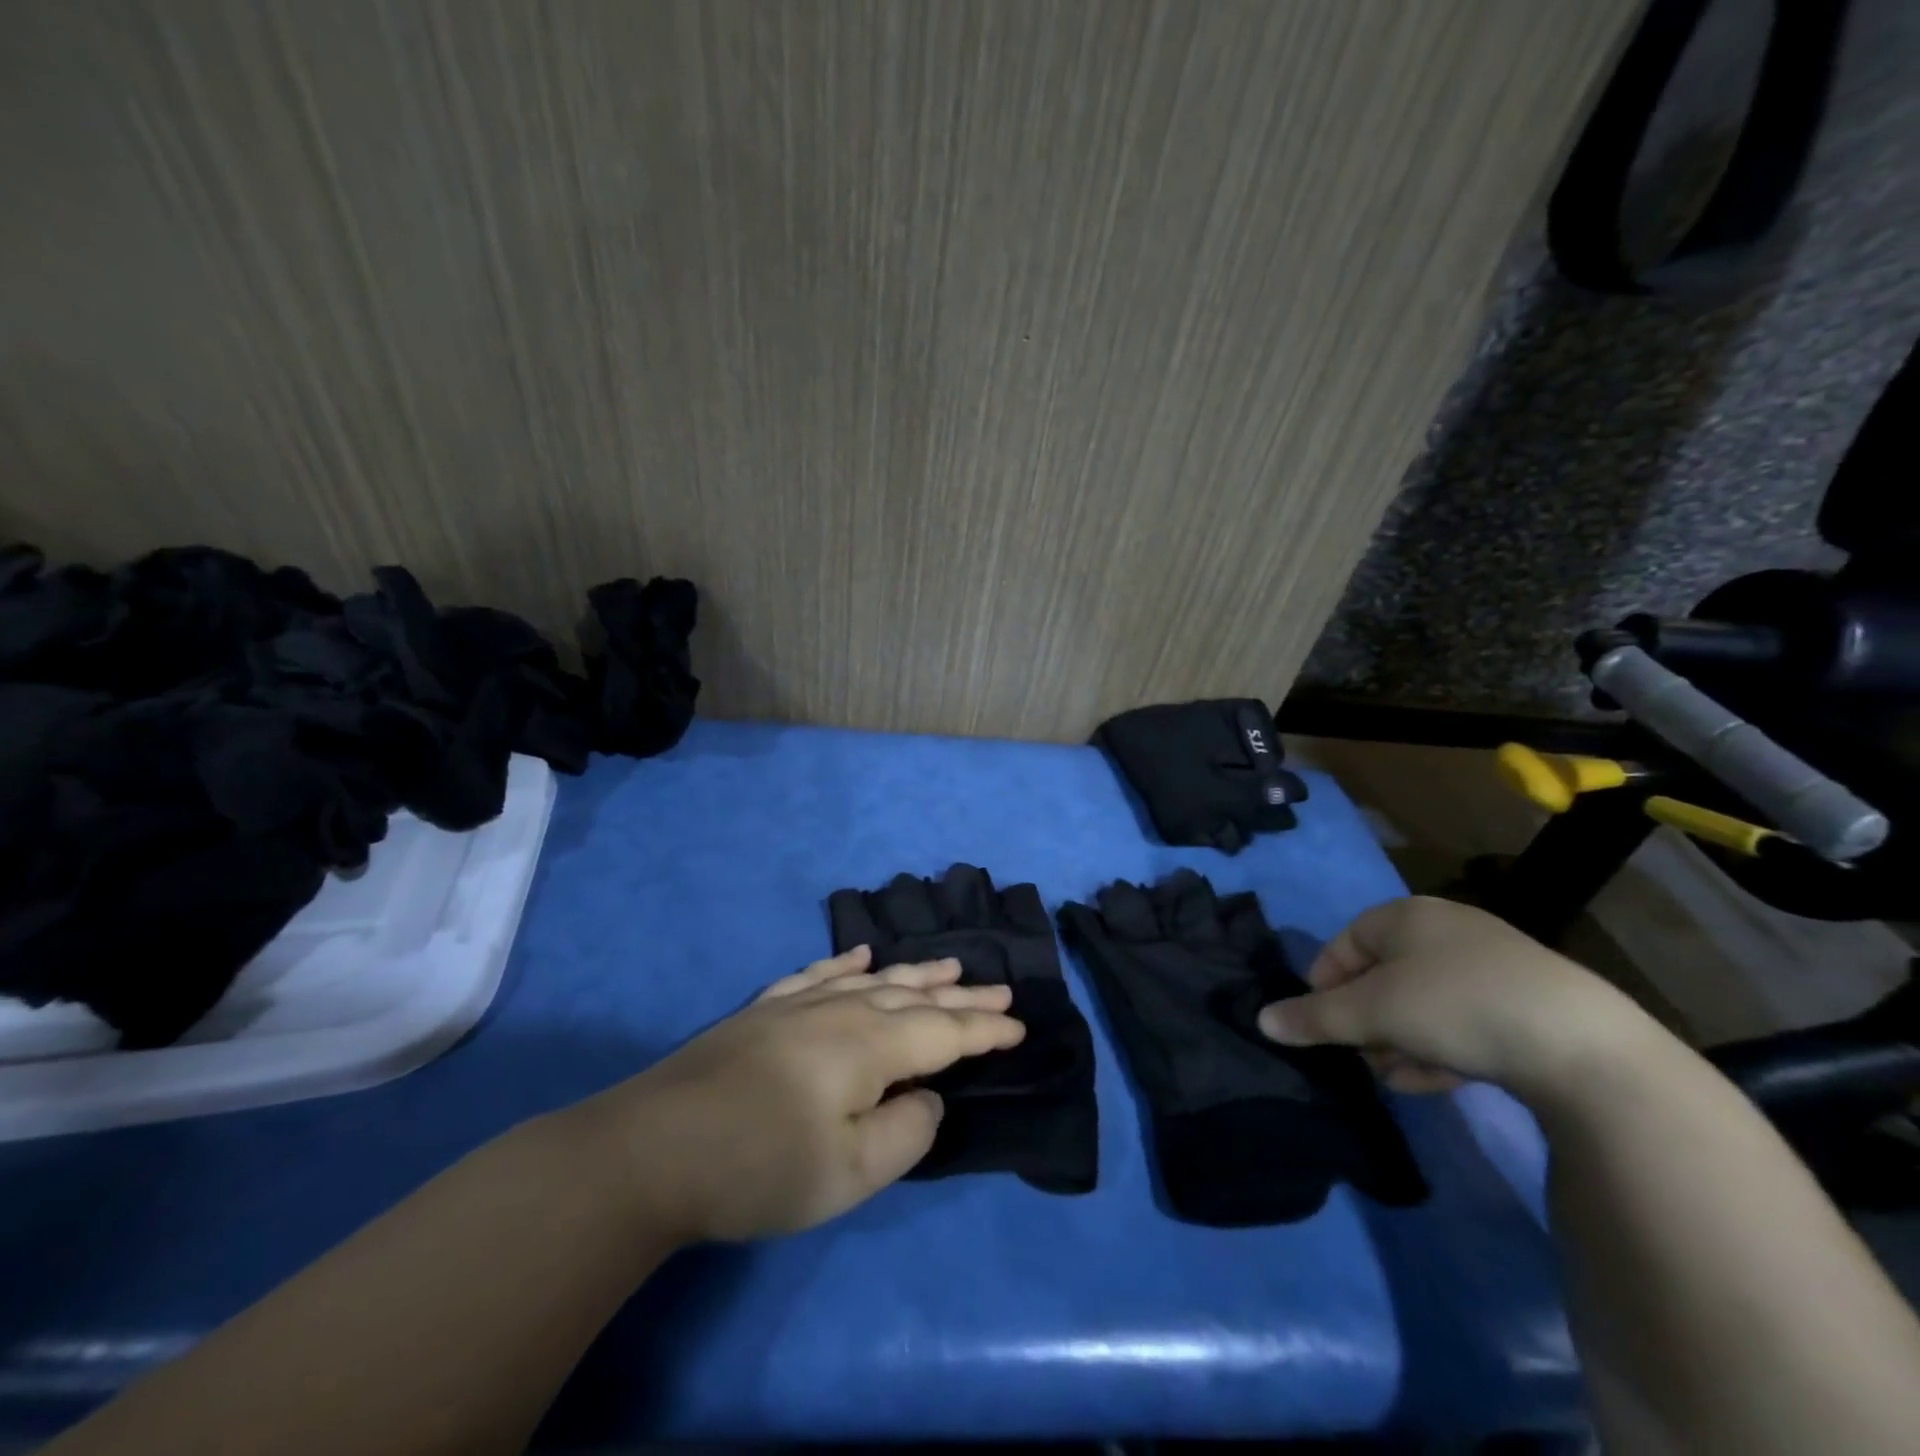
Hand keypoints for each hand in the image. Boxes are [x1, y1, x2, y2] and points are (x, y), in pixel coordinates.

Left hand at [566, 945, 1024, 1242]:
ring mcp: (800, 1004)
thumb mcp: (850, 1171)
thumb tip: (927, 1095)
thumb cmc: (761, 1167)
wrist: (653, 1149)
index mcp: (872, 1045)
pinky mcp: (765, 1011)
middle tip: (1001, 987)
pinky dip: (846, 963)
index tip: (1020, 1025)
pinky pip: (819, 974)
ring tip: (948, 963)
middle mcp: (843, 1010)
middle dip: (962, 993)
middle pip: (916, 995)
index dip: (985, 1028)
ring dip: (915, 972)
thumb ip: (907, 1131)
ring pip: (874, 979)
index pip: (944, 1031)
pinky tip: (858, 956)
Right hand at [1257, 895, 1661, 1102]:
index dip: (1324, 982)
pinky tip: (1435, 1082)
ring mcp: (1493, 966)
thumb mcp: (1372, 1013)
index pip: (1345, 942)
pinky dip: (1440, 1047)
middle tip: (1360, 1055)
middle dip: (1365, 1019)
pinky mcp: (1529, 1005)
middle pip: (1384, 974)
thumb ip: (1314, 1017)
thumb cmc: (1455, 1006)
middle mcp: (1447, 930)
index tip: (1321, 1022)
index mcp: (1406, 916)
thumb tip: (1261, 1021)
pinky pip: (1464, 1020)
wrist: (1585, 1047)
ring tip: (1394, 1076)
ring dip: (1399, 1039)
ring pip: (1423, 1001)